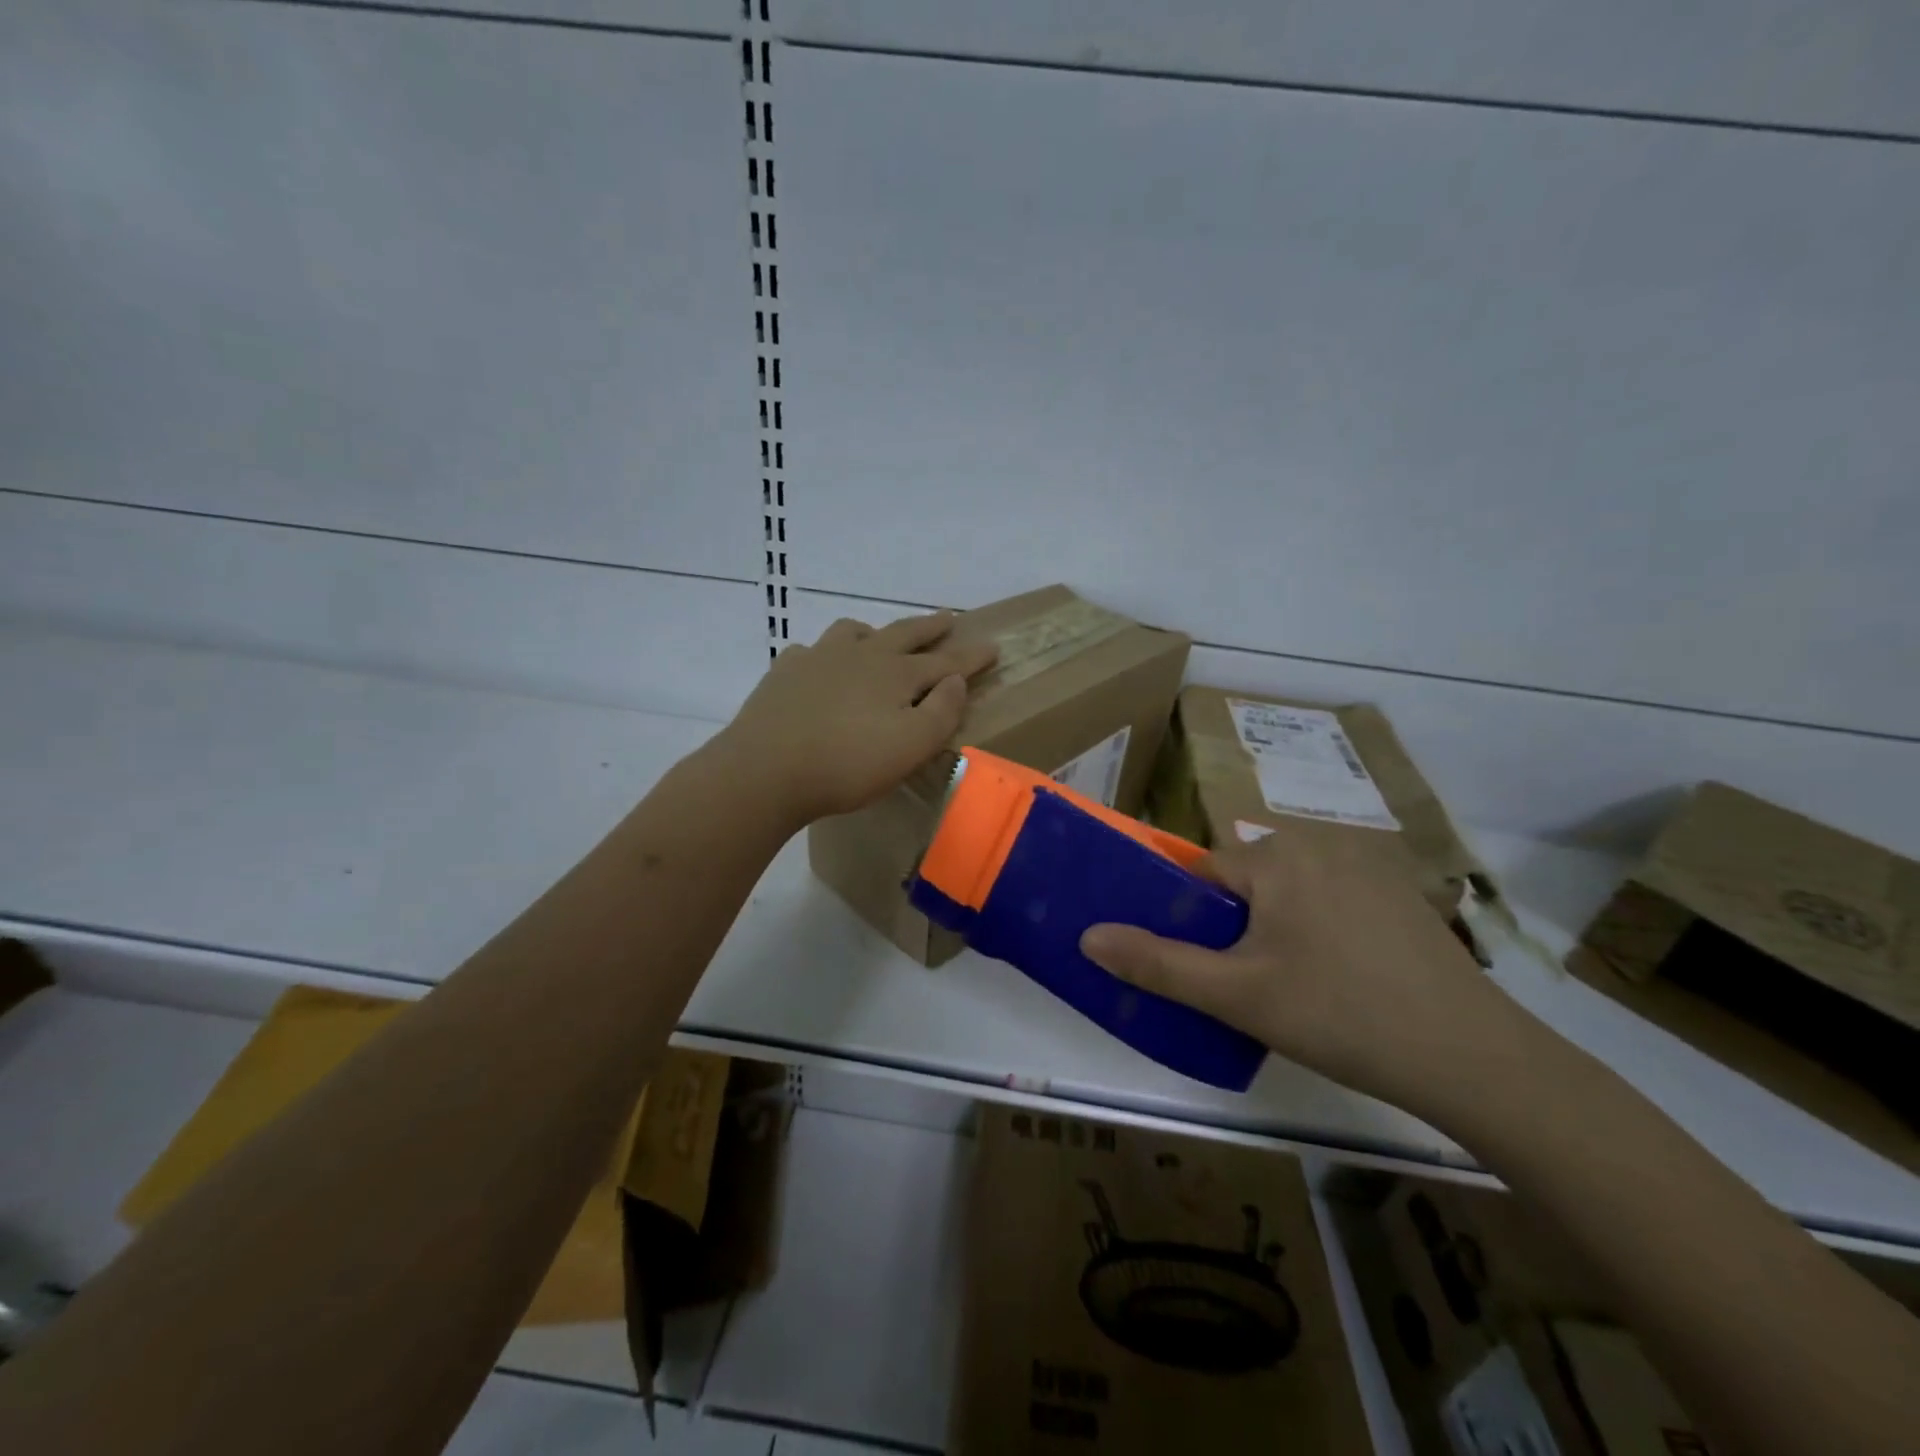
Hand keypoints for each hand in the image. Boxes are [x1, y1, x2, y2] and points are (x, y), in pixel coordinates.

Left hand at [715, 612, 997, 827]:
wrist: (765, 770)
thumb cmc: (847, 764)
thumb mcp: (911, 746)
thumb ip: (942, 712)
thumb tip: (954, 680)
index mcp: (896, 674)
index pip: (945, 661)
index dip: (971, 657)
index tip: (993, 646)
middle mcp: (860, 655)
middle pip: (903, 633)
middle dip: (930, 627)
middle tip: (949, 618)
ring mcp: (818, 659)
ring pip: (853, 632)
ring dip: (875, 632)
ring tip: (879, 639)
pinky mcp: (785, 674)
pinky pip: (811, 651)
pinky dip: (825, 655)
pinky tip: (821, 668)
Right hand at [1080, 832, 1543, 1120]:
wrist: (1475, 1058)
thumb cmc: (1340, 1015)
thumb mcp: (1238, 996)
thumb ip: (1158, 964)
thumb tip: (1088, 936)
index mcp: (1275, 856)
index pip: (1202, 873)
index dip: (1192, 920)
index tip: (1204, 966)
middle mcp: (1319, 843)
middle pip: (1246, 880)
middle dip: (1236, 927)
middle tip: (1249, 986)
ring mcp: (1368, 866)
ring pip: (1289, 892)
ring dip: (1277, 929)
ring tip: (1295, 989)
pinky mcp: (1400, 894)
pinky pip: (1332, 900)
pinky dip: (1321, 929)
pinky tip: (1343, 980)